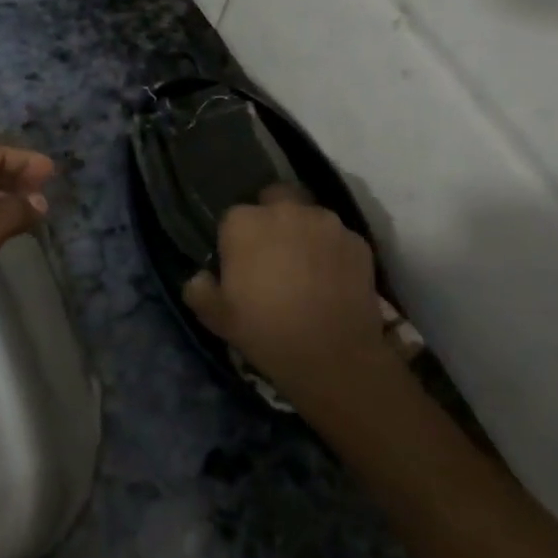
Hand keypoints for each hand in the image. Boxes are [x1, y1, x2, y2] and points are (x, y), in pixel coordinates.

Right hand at [182, 185, 385, 399]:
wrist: (334, 356)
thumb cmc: (266, 331)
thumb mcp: (216, 317)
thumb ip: (199, 289)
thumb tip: (200, 278)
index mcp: (244, 223)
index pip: (233, 218)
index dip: (235, 241)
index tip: (240, 265)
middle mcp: (285, 211)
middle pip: (275, 200)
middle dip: (273, 219)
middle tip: (274, 255)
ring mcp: (326, 223)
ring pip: (310, 216)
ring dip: (305, 232)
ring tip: (307, 268)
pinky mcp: (358, 241)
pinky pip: (339, 239)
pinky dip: (333, 252)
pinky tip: (332, 280)